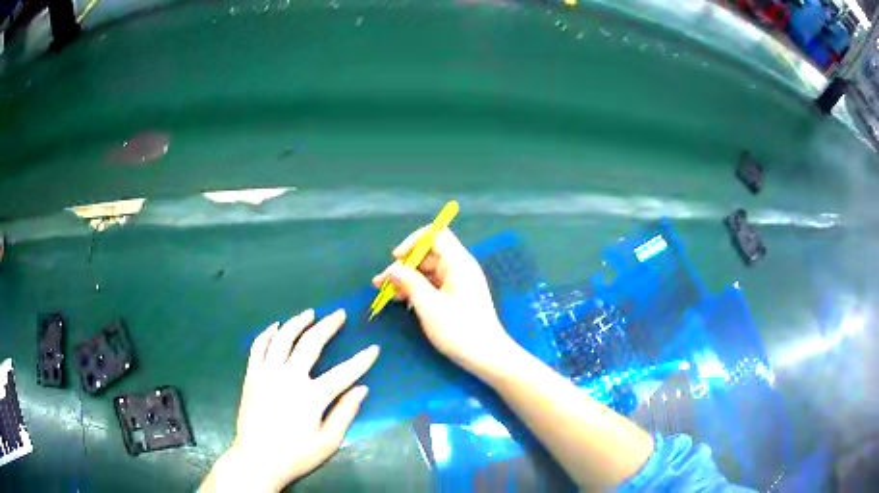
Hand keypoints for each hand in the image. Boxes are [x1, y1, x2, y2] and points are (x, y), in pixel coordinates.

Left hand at [202, 309, 379, 492]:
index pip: (344, 373)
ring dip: (297, 322)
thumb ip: (345, 413)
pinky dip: (267, 333)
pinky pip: (258, 346)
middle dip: (328, 326)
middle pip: (311, 343)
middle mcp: (289, 377)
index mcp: (311, 396)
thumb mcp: (328, 441)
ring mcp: (267, 373)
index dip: (362, 360)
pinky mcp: (252, 375)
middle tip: (339, 314)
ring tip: (309, 313)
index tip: (374, 348)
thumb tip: (362, 389)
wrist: (257, 460)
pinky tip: (276, 326)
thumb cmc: (296, 455)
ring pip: (283, 338)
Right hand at [372, 227, 513, 374]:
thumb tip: (392, 268)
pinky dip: (416, 289)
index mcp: (458, 263)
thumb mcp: (429, 306)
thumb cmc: (459, 330)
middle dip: (403, 265)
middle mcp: (459, 268)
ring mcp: (458, 283)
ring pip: (427, 271)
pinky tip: (400, 301)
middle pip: (428, 254)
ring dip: (406, 279)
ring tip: (384, 292)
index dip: (414, 241)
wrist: (486, 356)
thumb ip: (409, 283)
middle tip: (381, 283)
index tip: (397, 258)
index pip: (436, 234)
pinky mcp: (456, 297)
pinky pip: (432, 284)